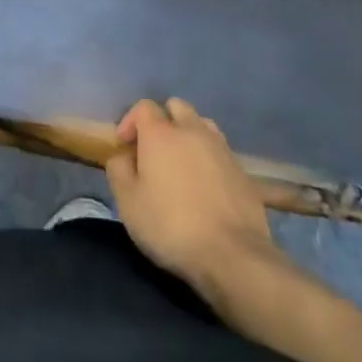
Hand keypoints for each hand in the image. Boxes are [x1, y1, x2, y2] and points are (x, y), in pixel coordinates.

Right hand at [106, 98, 312, 310]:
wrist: (232, 255)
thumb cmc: (171, 226)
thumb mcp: (128, 203)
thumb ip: (118, 170)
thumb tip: (122, 156)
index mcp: (161, 134)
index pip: (144, 107)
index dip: (130, 121)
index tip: (125, 145)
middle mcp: (192, 131)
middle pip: (176, 106)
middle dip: (163, 120)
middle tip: (154, 149)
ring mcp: (221, 148)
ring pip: (202, 124)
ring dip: (189, 134)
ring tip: (182, 163)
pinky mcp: (243, 170)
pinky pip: (220, 150)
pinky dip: (209, 157)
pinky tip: (206, 184)